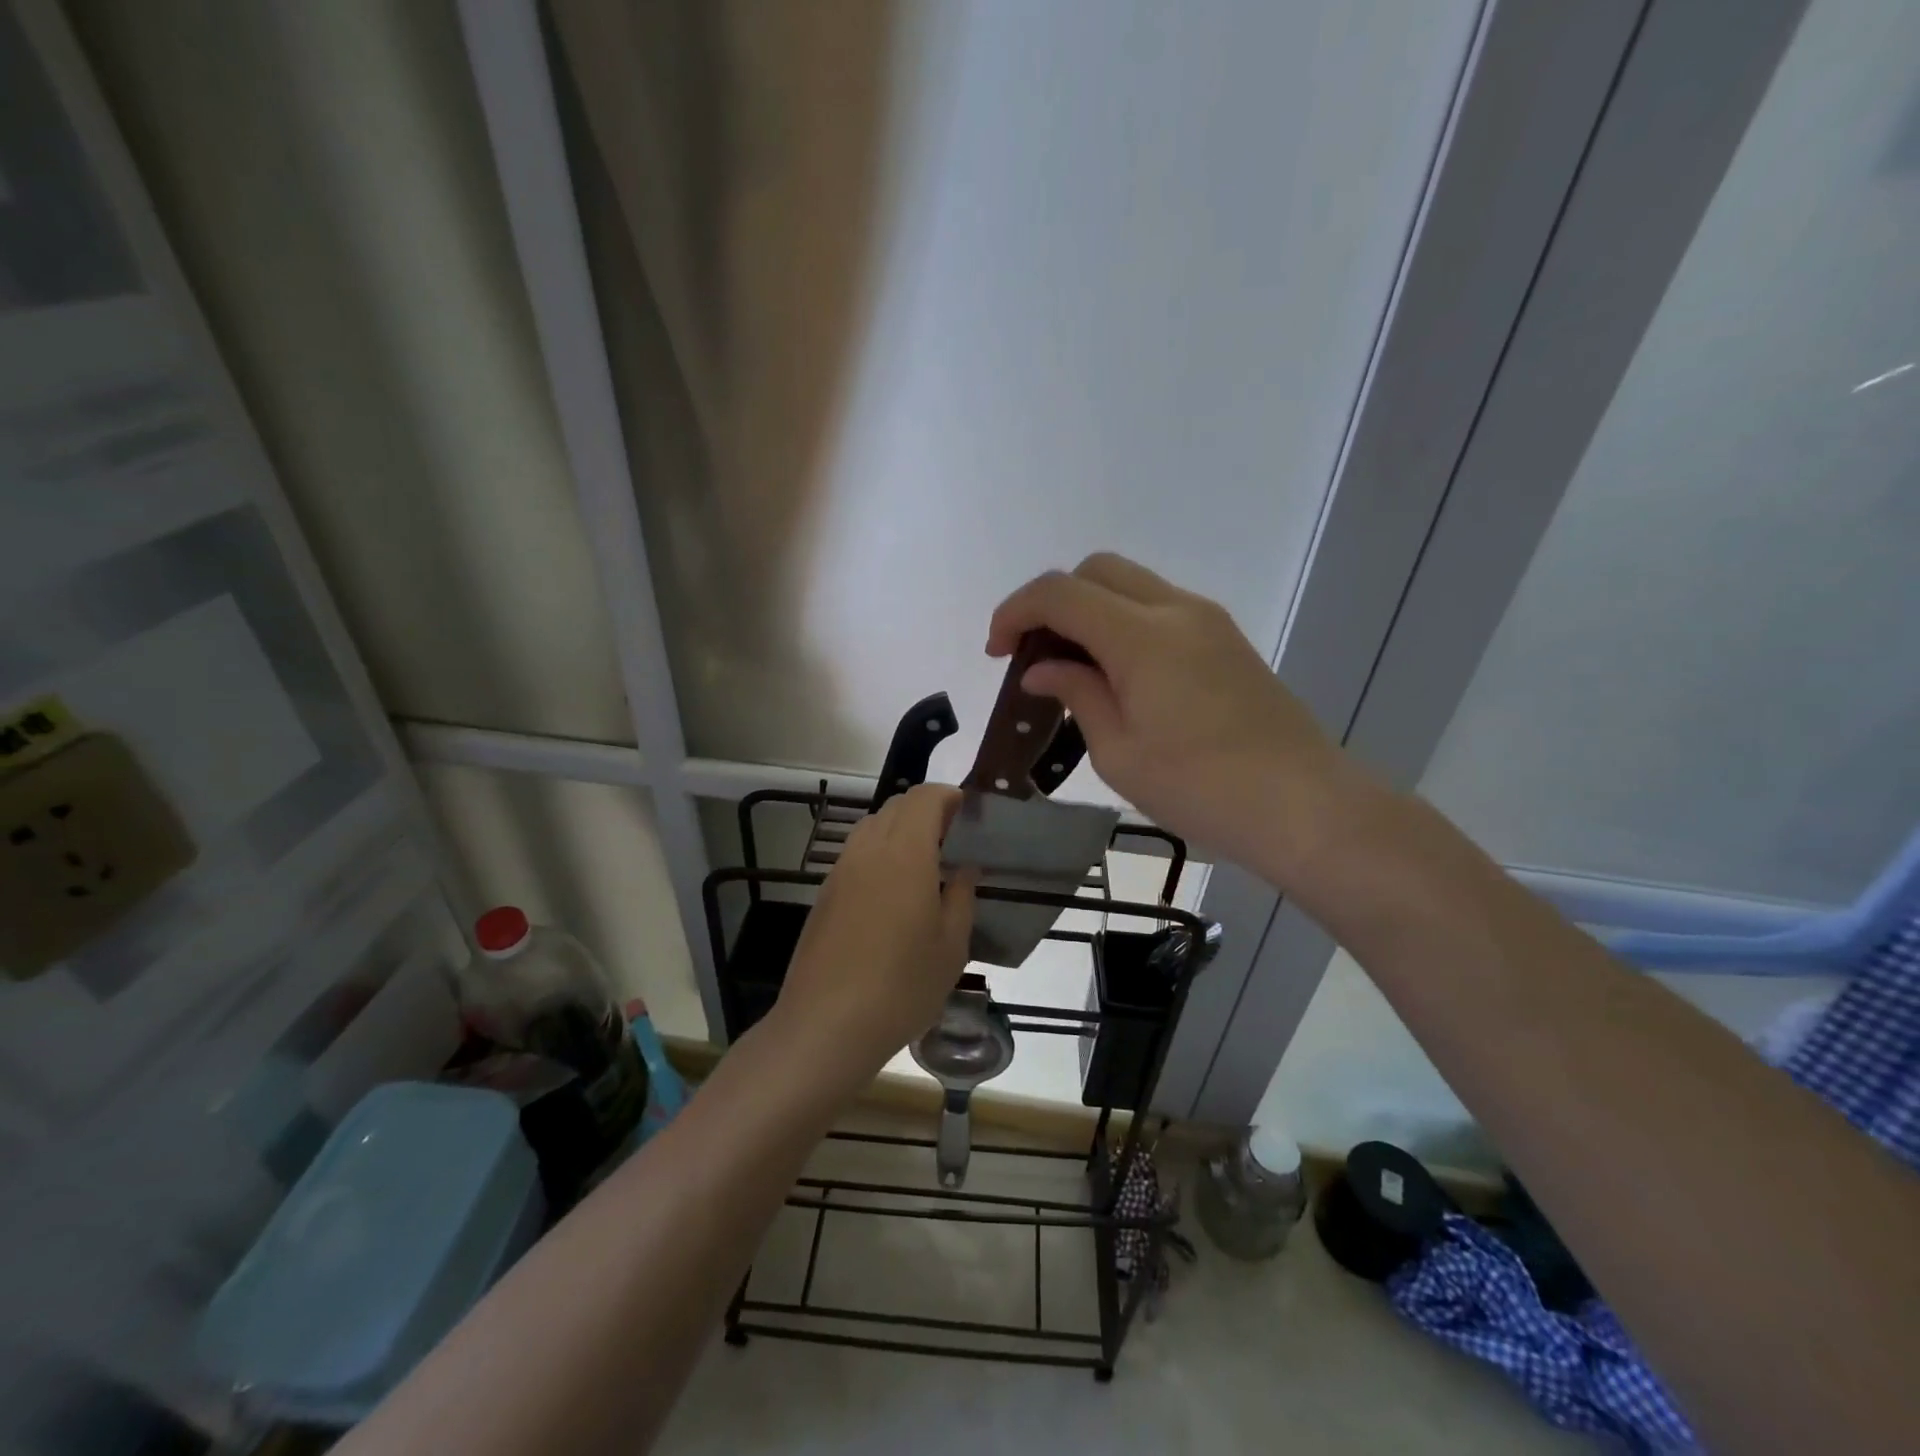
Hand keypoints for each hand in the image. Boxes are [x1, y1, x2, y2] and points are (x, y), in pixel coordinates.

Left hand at [776, 785, 976, 1075]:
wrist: (826, 1025)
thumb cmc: (902, 985)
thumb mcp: (951, 945)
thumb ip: (962, 896)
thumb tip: (965, 867)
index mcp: (905, 853)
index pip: (924, 798)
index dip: (948, 796)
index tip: (969, 814)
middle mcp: (869, 850)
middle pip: (896, 806)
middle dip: (927, 811)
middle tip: (953, 841)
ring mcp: (840, 870)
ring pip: (872, 827)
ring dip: (900, 830)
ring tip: (925, 866)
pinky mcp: (824, 894)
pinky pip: (856, 854)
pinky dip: (879, 853)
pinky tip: (893, 893)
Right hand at [987, 553, 1361, 884]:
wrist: (1304, 806)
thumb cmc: (1201, 788)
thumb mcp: (1119, 751)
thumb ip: (1077, 693)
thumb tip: (1043, 668)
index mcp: (1141, 635)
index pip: (1060, 593)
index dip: (1015, 612)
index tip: (997, 653)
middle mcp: (1175, 610)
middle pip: (1096, 570)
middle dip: (1052, 602)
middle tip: (1034, 656)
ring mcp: (1208, 621)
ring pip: (1130, 585)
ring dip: (1090, 611)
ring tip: (1073, 669)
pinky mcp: (1226, 641)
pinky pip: (1159, 610)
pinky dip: (1123, 624)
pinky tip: (1118, 676)